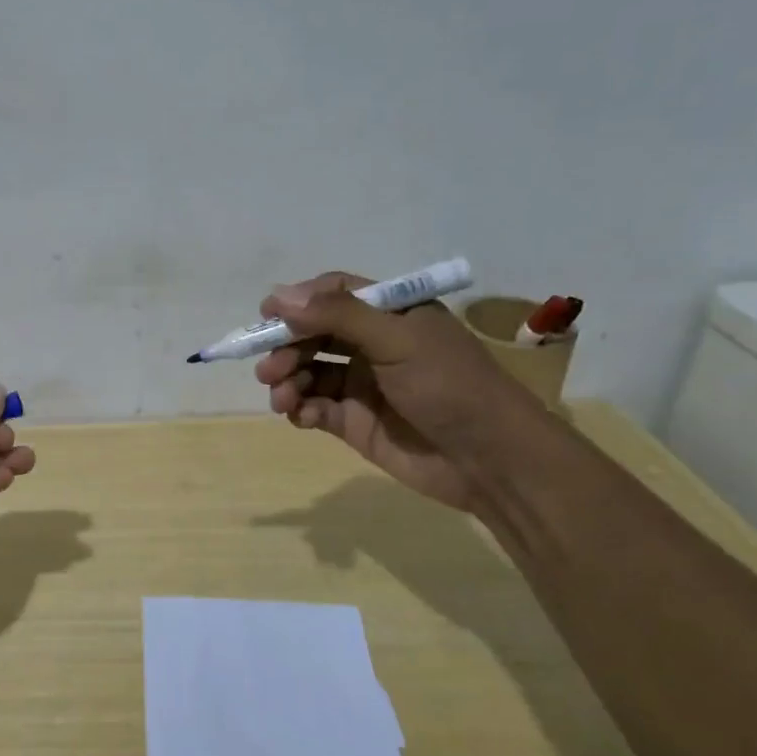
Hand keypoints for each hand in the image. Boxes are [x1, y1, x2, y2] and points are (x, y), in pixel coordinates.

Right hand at [254, 273, 534, 512]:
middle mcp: (372, 345)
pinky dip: (300, 408)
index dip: (298, 302)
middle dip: (286, 347)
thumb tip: (279, 296)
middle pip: (313, 334)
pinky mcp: (354, 422)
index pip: (333, 295)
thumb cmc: (449, 386)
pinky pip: (314, 407)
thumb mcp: (397, 340)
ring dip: (287, 379)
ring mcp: (362, 384)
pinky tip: (300, 415)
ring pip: (308, 372)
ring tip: (281, 397)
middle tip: (269, 368)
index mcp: (390, 315)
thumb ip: (338, 315)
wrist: (490, 460)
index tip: (266, 315)